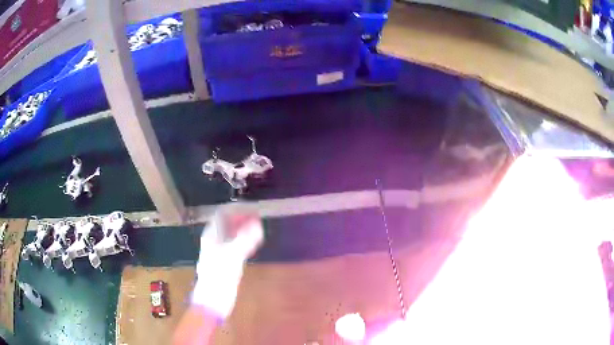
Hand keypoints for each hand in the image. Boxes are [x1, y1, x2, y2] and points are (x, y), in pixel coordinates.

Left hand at [191, 207, 264, 317]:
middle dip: (242, 218)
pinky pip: (236, 245)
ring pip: (232, 234)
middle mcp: (215, 240)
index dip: (237, 209)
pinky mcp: (226, 262)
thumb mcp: (233, 256)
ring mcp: (220, 251)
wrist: (213, 300)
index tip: (252, 208)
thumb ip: (245, 239)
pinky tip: (254, 243)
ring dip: (244, 229)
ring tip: (258, 227)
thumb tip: (258, 224)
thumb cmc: (219, 276)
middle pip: (228, 223)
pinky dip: (245, 241)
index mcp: (212, 235)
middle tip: (258, 217)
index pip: (223, 214)